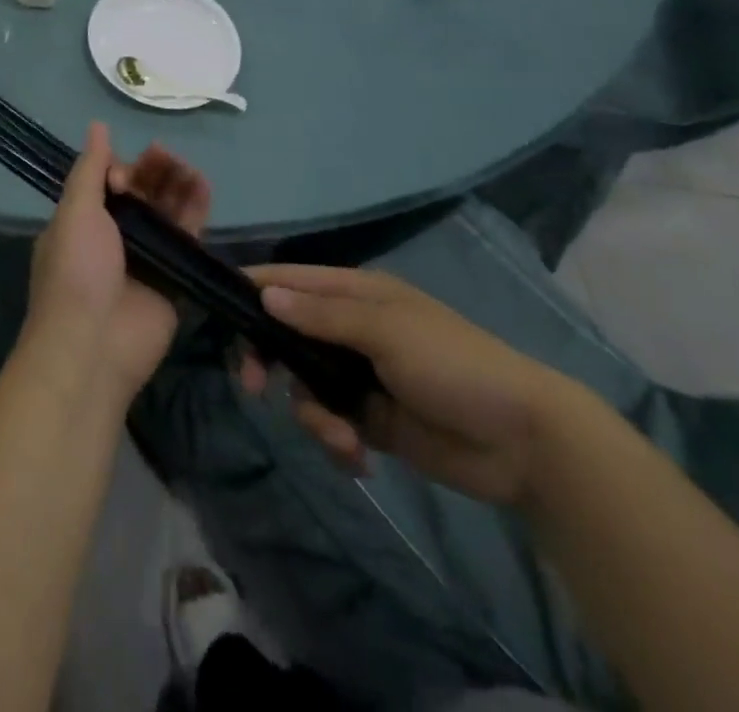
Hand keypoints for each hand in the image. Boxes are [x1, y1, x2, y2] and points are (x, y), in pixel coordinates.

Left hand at [21, 123, 210, 404]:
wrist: (92, 347)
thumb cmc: (75, 272)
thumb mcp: (74, 213)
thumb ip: (90, 170)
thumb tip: (98, 126)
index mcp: (84, 221)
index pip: (110, 181)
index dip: (121, 170)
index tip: (124, 175)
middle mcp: (116, 235)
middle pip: (143, 191)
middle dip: (153, 170)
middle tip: (163, 156)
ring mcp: (147, 255)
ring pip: (168, 208)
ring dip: (177, 182)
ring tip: (187, 167)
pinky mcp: (175, 274)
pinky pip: (189, 234)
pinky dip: (196, 207)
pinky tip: (203, 184)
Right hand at [239, 265, 574, 506]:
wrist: (521, 440)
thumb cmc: (452, 364)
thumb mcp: (386, 331)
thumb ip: (322, 316)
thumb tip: (264, 295)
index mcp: (356, 294)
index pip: (291, 281)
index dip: (254, 289)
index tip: (217, 309)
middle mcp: (351, 329)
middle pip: (287, 335)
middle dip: (270, 361)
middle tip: (253, 386)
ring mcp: (359, 375)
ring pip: (304, 386)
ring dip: (313, 415)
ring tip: (343, 438)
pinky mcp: (370, 419)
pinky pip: (330, 422)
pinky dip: (335, 439)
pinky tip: (358, 457)